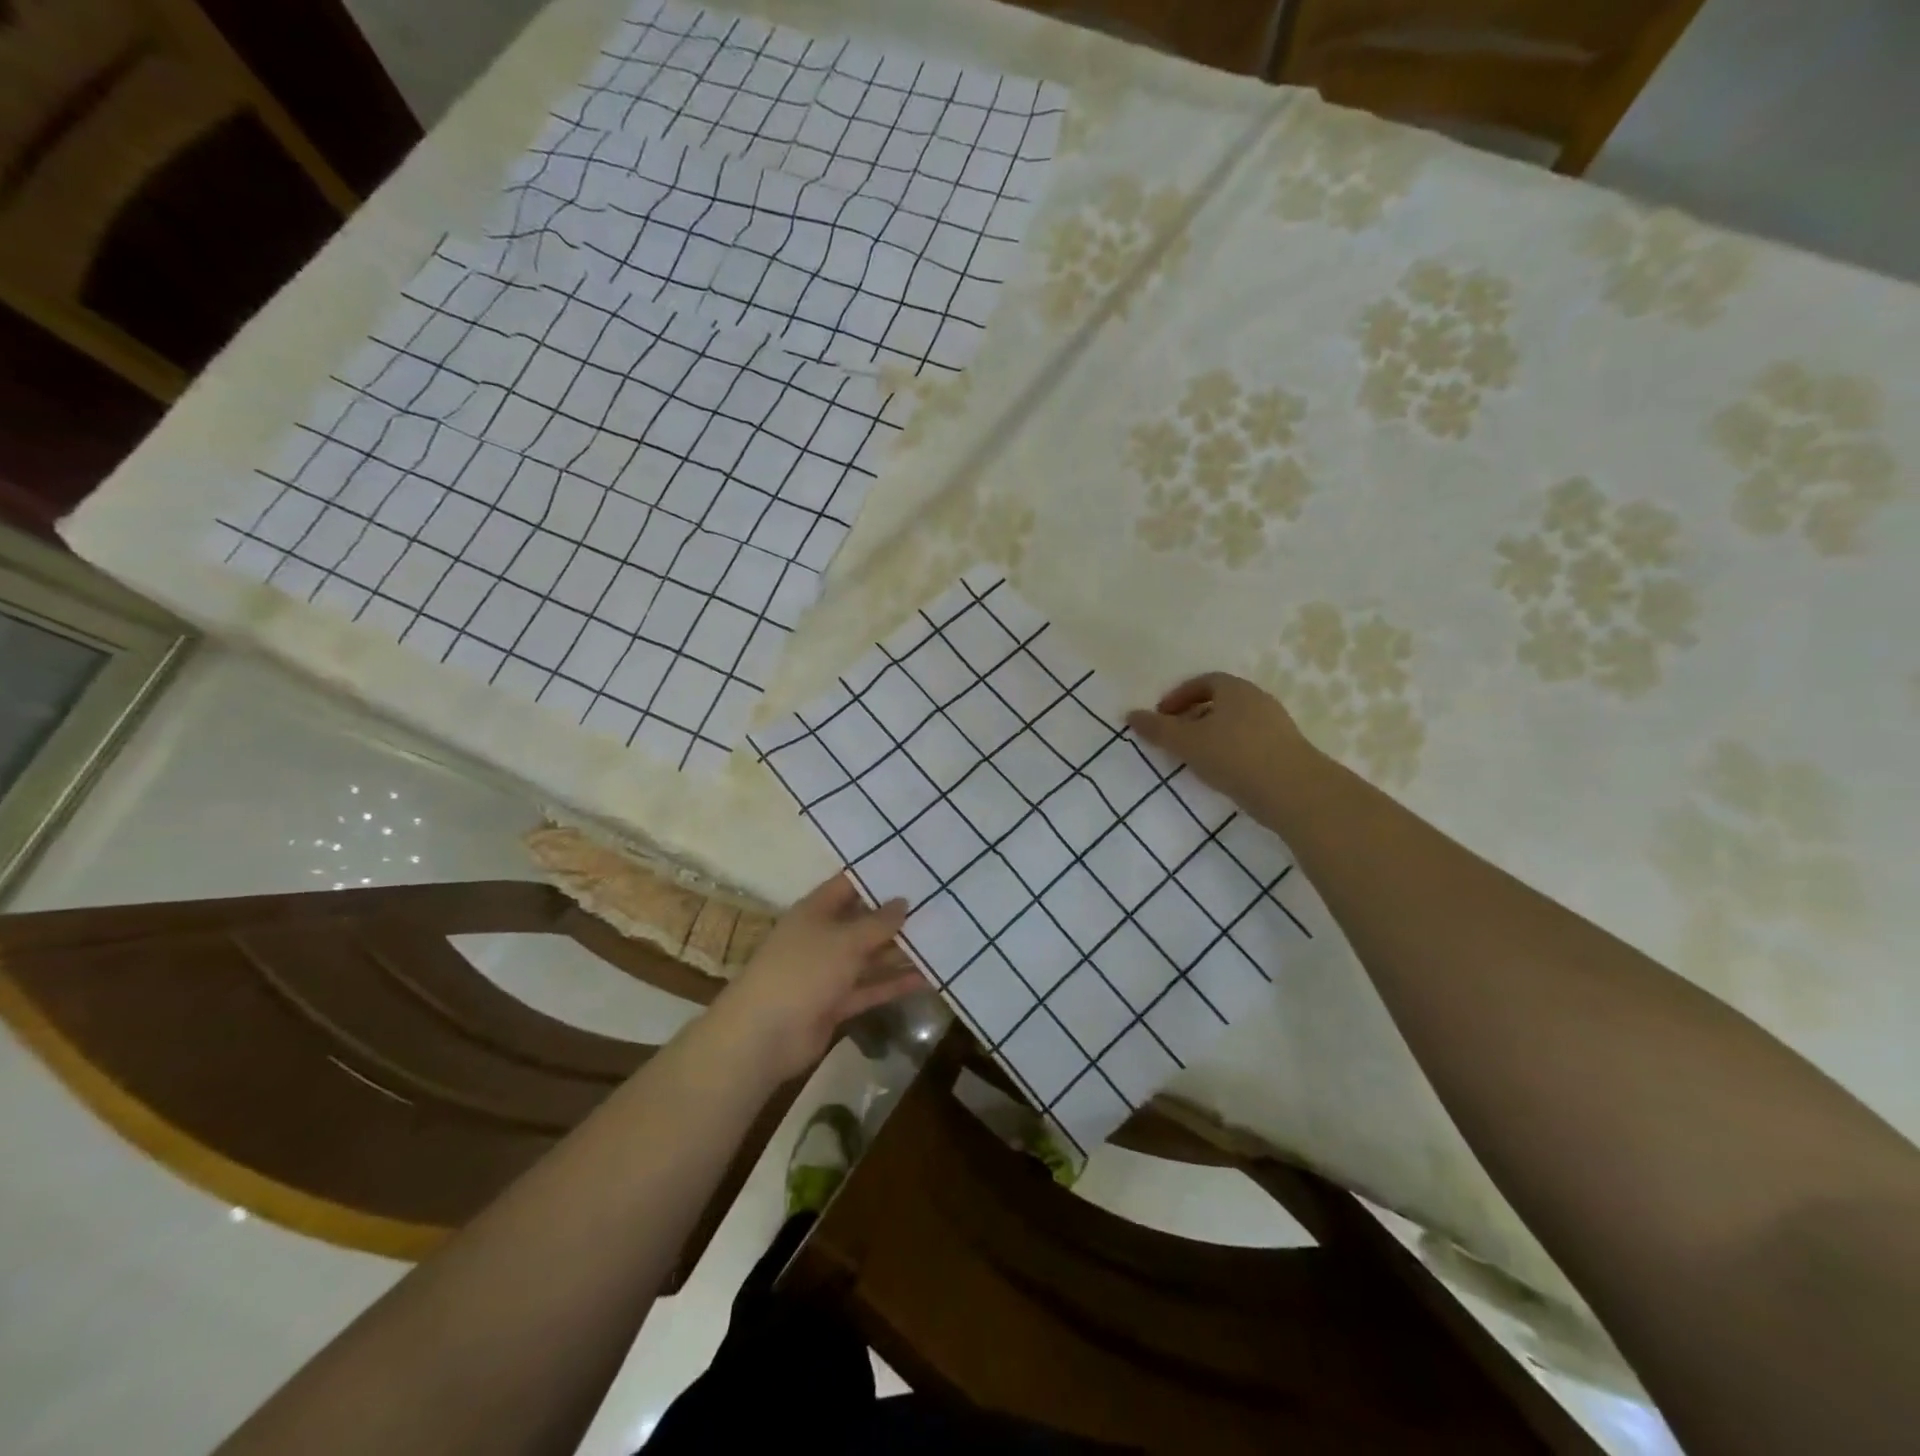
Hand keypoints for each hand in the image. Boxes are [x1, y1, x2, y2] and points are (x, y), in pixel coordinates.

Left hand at [709, 874, 923, 1081]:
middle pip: (863, 921)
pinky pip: (870, 988)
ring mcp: (829, 971)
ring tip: (942, 941)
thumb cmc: (803, 971)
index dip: (877, 877)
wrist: (764, 1035)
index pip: (849, 885)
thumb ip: (878, 922)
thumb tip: (903, 901)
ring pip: (870, 957)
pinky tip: (927, 978)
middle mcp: (822, 936)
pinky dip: (894, 984)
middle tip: (939, 906)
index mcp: (815, 911)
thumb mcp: (844, 940)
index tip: (913, 869)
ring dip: (900, 952)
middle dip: (896, 917)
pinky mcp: (836, 1002)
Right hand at [1126, 672, 1320, 821]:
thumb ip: (1157, 729)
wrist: (1293, 790)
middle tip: (1174, 738)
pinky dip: (1230, 751)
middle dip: (1193, 716)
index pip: (1203, 681)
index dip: (1179, 696)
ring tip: (1194, 758)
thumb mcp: (1186, 742)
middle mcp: (1258, 700)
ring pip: (1235, 723)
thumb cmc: (1234, 756)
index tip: (1162, 716)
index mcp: (1235, 689)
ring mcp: (1276, 725)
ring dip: (1212, 735)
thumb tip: (1131, 715)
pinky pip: (1249, 742)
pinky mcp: (1286, 751)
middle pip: (1220, 701)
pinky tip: (1221, 773)